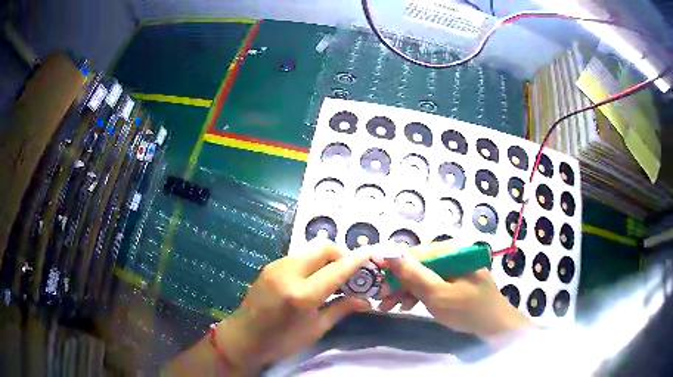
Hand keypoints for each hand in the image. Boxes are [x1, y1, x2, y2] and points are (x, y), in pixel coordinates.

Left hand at [214, 239, 371, 373]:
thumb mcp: (316, 329)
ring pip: (309, 249)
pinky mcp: (270, 266)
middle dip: (340, 253)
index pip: (336, 269)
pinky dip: (312, 261)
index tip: (370, 253)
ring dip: (326, 257)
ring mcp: (276, 266)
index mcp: (302, 294)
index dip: (356, 260)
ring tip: (333, 276)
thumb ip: (341, 309)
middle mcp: (288, 273)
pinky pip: (298, 256)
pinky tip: (314, 277)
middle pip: (322, 246)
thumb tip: (366, 301)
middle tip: (349, 271)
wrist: (244, 337)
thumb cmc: (282, 341)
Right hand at [378, 241, 531, 343]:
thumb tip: (386, 251)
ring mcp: (453, 267)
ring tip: (387, 306)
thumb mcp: (437, 294)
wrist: (496, 326)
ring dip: (403, 290)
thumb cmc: (468, 310)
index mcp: (450, 251)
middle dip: (396, 282)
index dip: (390, 267)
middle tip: (379, 300)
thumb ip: (412, 273)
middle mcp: (451, 254)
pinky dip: (417, 294)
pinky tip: (407, 305)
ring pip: (421, 275)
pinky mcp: (454, 280)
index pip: (412, 253)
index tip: (372, 282)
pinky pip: (430, 283)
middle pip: (416, 265)